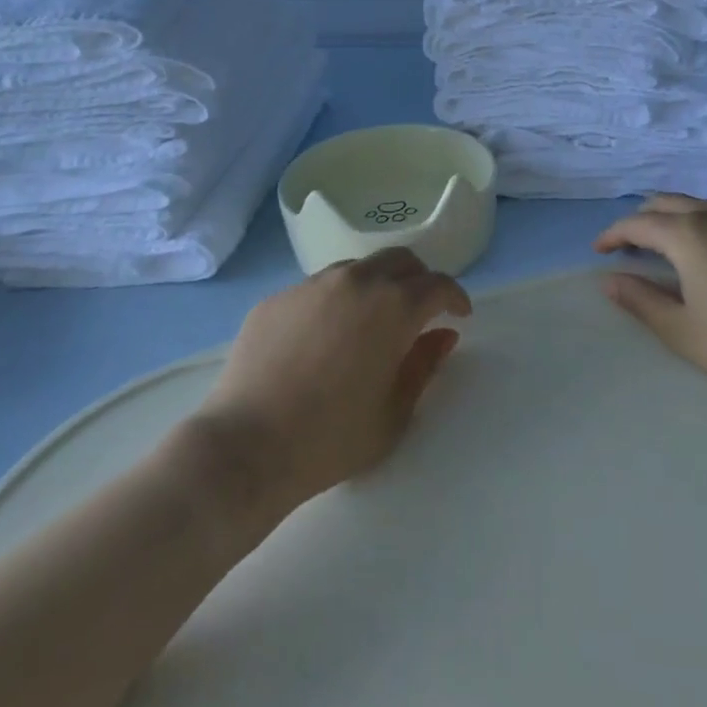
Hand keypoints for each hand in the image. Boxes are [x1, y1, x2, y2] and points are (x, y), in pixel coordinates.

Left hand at [196, 248, 471, 509]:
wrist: (247, 446)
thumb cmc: (332, 438)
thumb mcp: (395, 412)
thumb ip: (425, 366)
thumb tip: (443, 335)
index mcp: (394, 306)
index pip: (438, 285)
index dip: (455, 297)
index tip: (459, 315)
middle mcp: (356, 281)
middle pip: (400, 260)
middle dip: (419, 280)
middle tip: (420, 310)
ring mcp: (312, 284)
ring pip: (358, 267)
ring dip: (376, 285)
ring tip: (370, 321)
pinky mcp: (278, 297)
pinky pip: (317, 287)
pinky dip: (335, 301)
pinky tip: (323, 338)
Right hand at [594, 195, 706, 396]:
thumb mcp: (682, 329)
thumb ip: (640, 300)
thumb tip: (609, 280)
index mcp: (685, 234)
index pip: (636, 224)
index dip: (612, 235)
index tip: (599, 251)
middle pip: (663, 203)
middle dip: (638, 221)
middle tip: (627, 248)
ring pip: (692, 204)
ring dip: (667, 218)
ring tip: (660, 248)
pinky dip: (694, 223)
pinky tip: (701, 253)